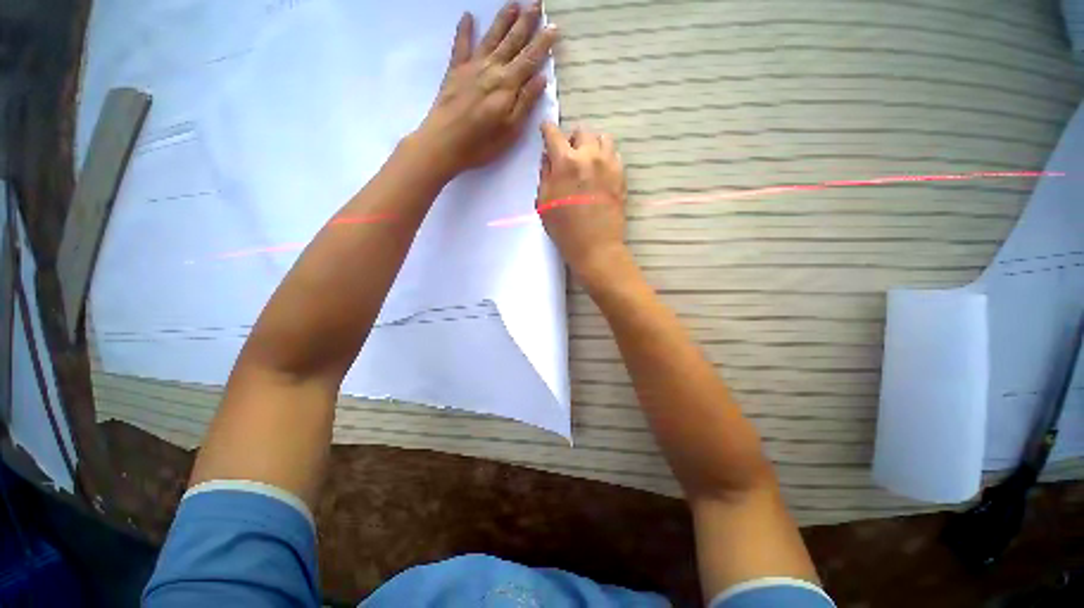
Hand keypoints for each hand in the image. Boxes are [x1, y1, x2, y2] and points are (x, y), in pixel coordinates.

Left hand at [414, 2, 557, 178]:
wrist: (444, 142)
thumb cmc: (481, 143)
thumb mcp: (510, 129)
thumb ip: (525, 102)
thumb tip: (541, 78)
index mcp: (508, 85)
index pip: (529, 58)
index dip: (542, 43)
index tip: (553, 26)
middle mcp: (492, 69)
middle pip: (512, 41)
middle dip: (526, 21)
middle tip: (537, 2)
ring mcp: (472, 67)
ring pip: (491, 37)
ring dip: (503, 19)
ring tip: (513, 3)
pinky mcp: (455, 70)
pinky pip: (460, 45)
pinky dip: (464, 30)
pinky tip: (467, 16)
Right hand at [537, 123, 629, 285]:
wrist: (595, 246)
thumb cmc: (565, 229)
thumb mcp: (544, 203)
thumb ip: (545, 175)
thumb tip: (548, 157)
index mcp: (566, 162)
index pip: (554, 134)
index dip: (547, 129)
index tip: (546, 130)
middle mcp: (589, 156)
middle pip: (582, 131)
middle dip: (572, 139)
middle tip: (569, 155)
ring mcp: (609, 165)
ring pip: (602, 138)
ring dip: (592, 145)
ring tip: (587, 161)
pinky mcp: (621, 175)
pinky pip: (615, 155)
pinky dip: (605, 157)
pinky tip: (600, 172)